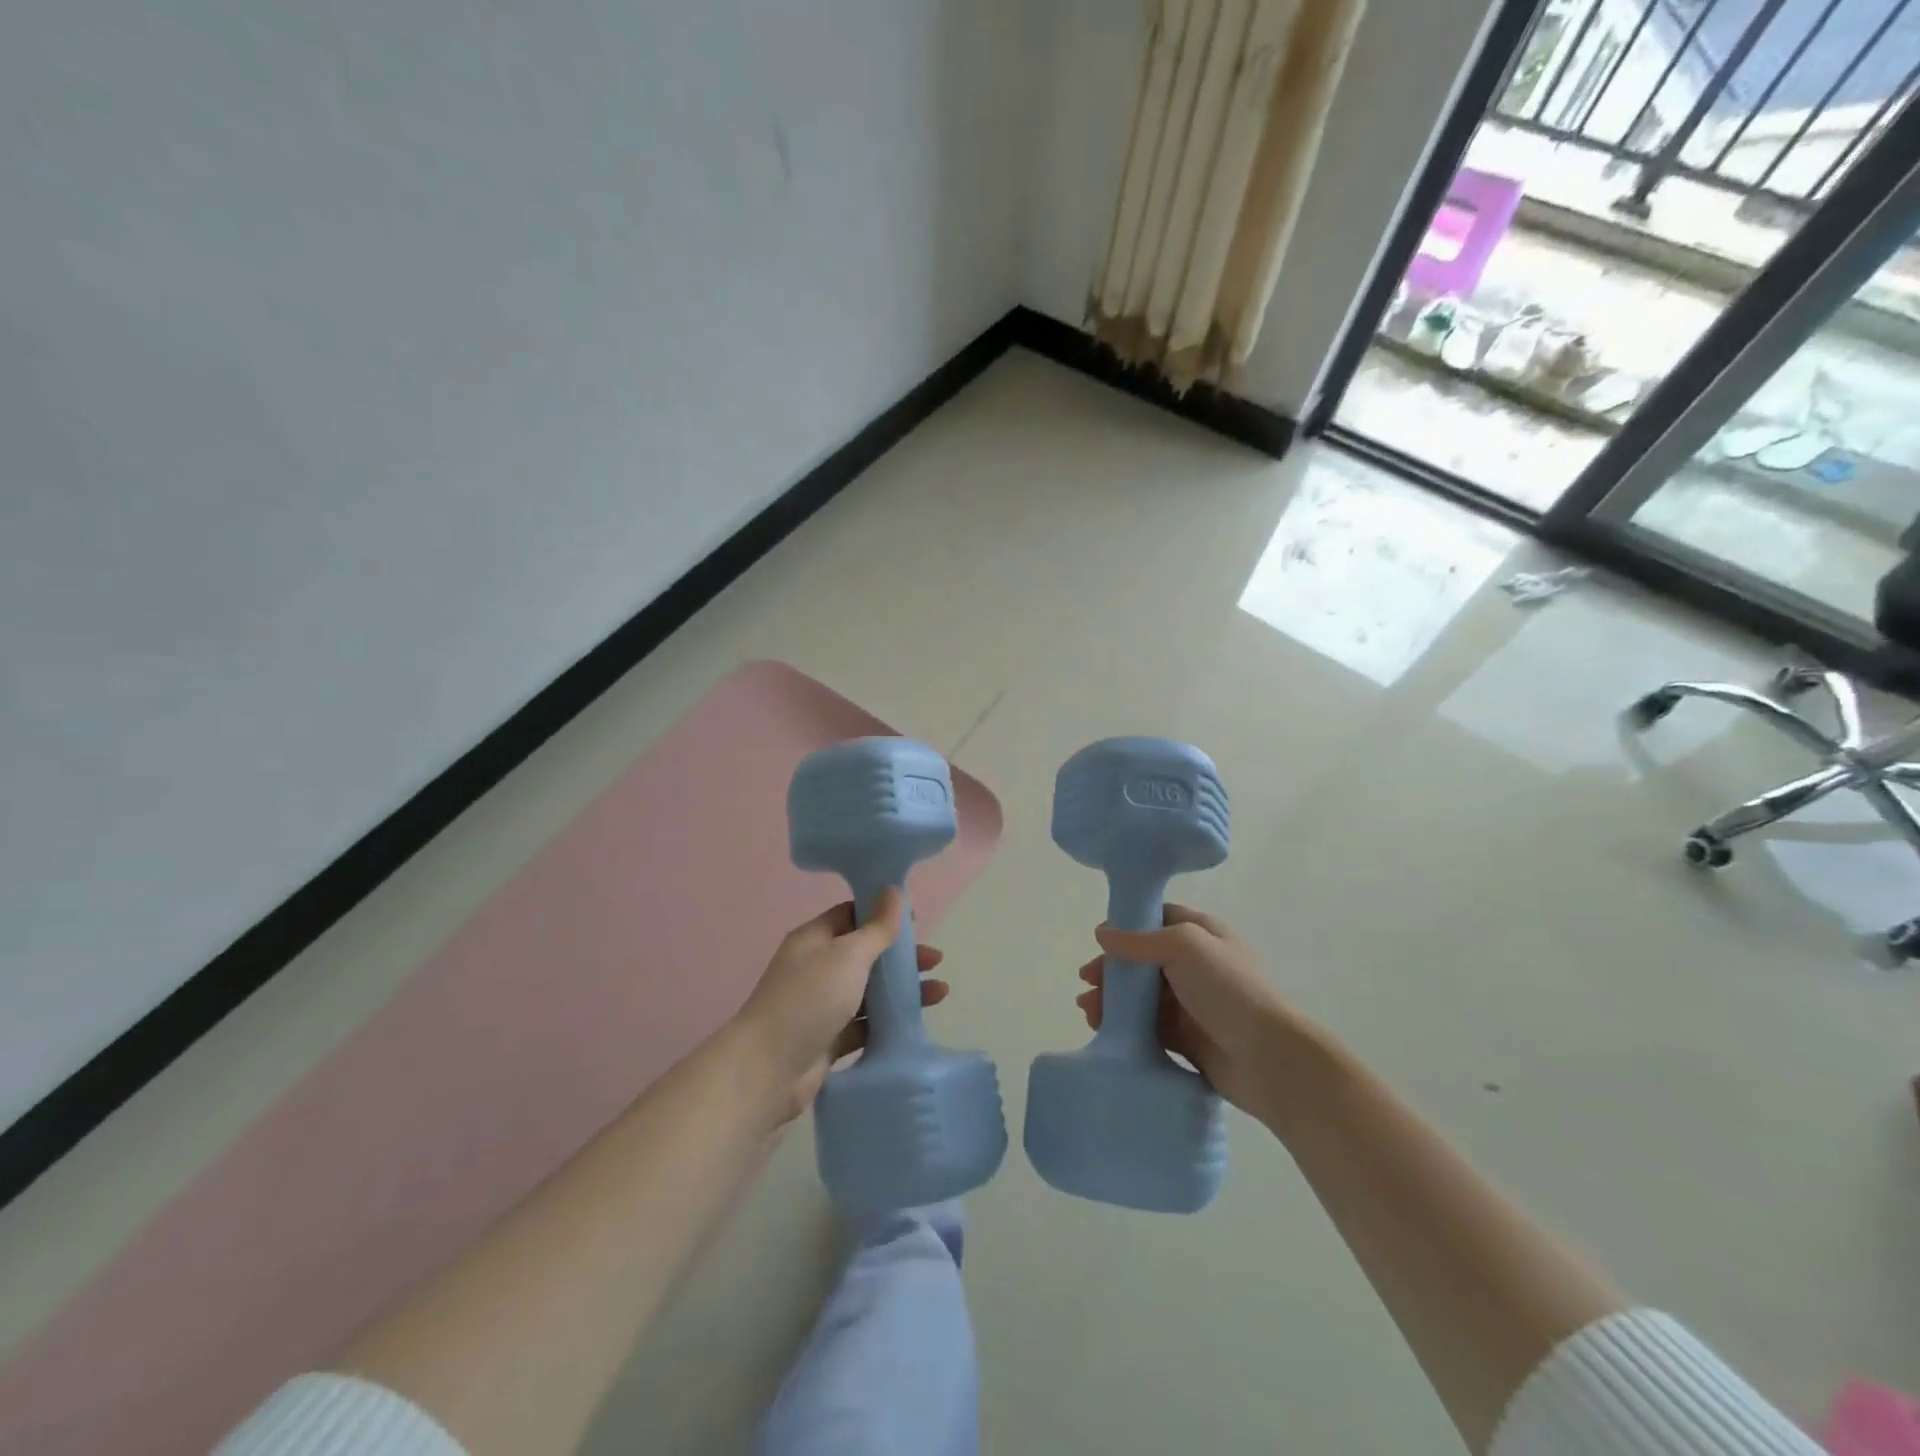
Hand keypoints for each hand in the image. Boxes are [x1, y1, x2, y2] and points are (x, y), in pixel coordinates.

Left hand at [737, 890, 948, 1123]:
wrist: (769, 1070)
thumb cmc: (809, 999)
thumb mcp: (848, 955)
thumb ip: (877, 928)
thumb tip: (893, 890)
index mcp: (814, 939)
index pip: (851, 916)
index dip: (883, 915)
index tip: (916, 922)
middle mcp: (817, 968)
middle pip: (866, 954)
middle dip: (901, 956)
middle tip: (935, 960)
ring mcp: (822, 1005)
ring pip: (869, 991)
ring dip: (902, 989)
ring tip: (940, 992)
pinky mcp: (830, 1039)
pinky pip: (866, 1024)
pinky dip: (889, 1021)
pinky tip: (916, 1021)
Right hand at [1075, 904, 1300, 1121]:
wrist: (1270, 1059)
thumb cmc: (1230, 990)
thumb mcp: (1185, 947)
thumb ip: (1140, 940)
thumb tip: (1101, 933)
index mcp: (1202, 934)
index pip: (1157, 919)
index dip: (1126, 927)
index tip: (1099, 941)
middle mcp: (1196, 965)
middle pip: (1143, 960)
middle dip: (1112, 969)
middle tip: (1087, 982)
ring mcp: (1192, 1003)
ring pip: (1142, 996)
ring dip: (1113, 999)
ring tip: (1088, 1011)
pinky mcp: (1187, 1039)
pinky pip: (1148, 1027)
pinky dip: (1125, 1026)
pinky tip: (1105, 1031)